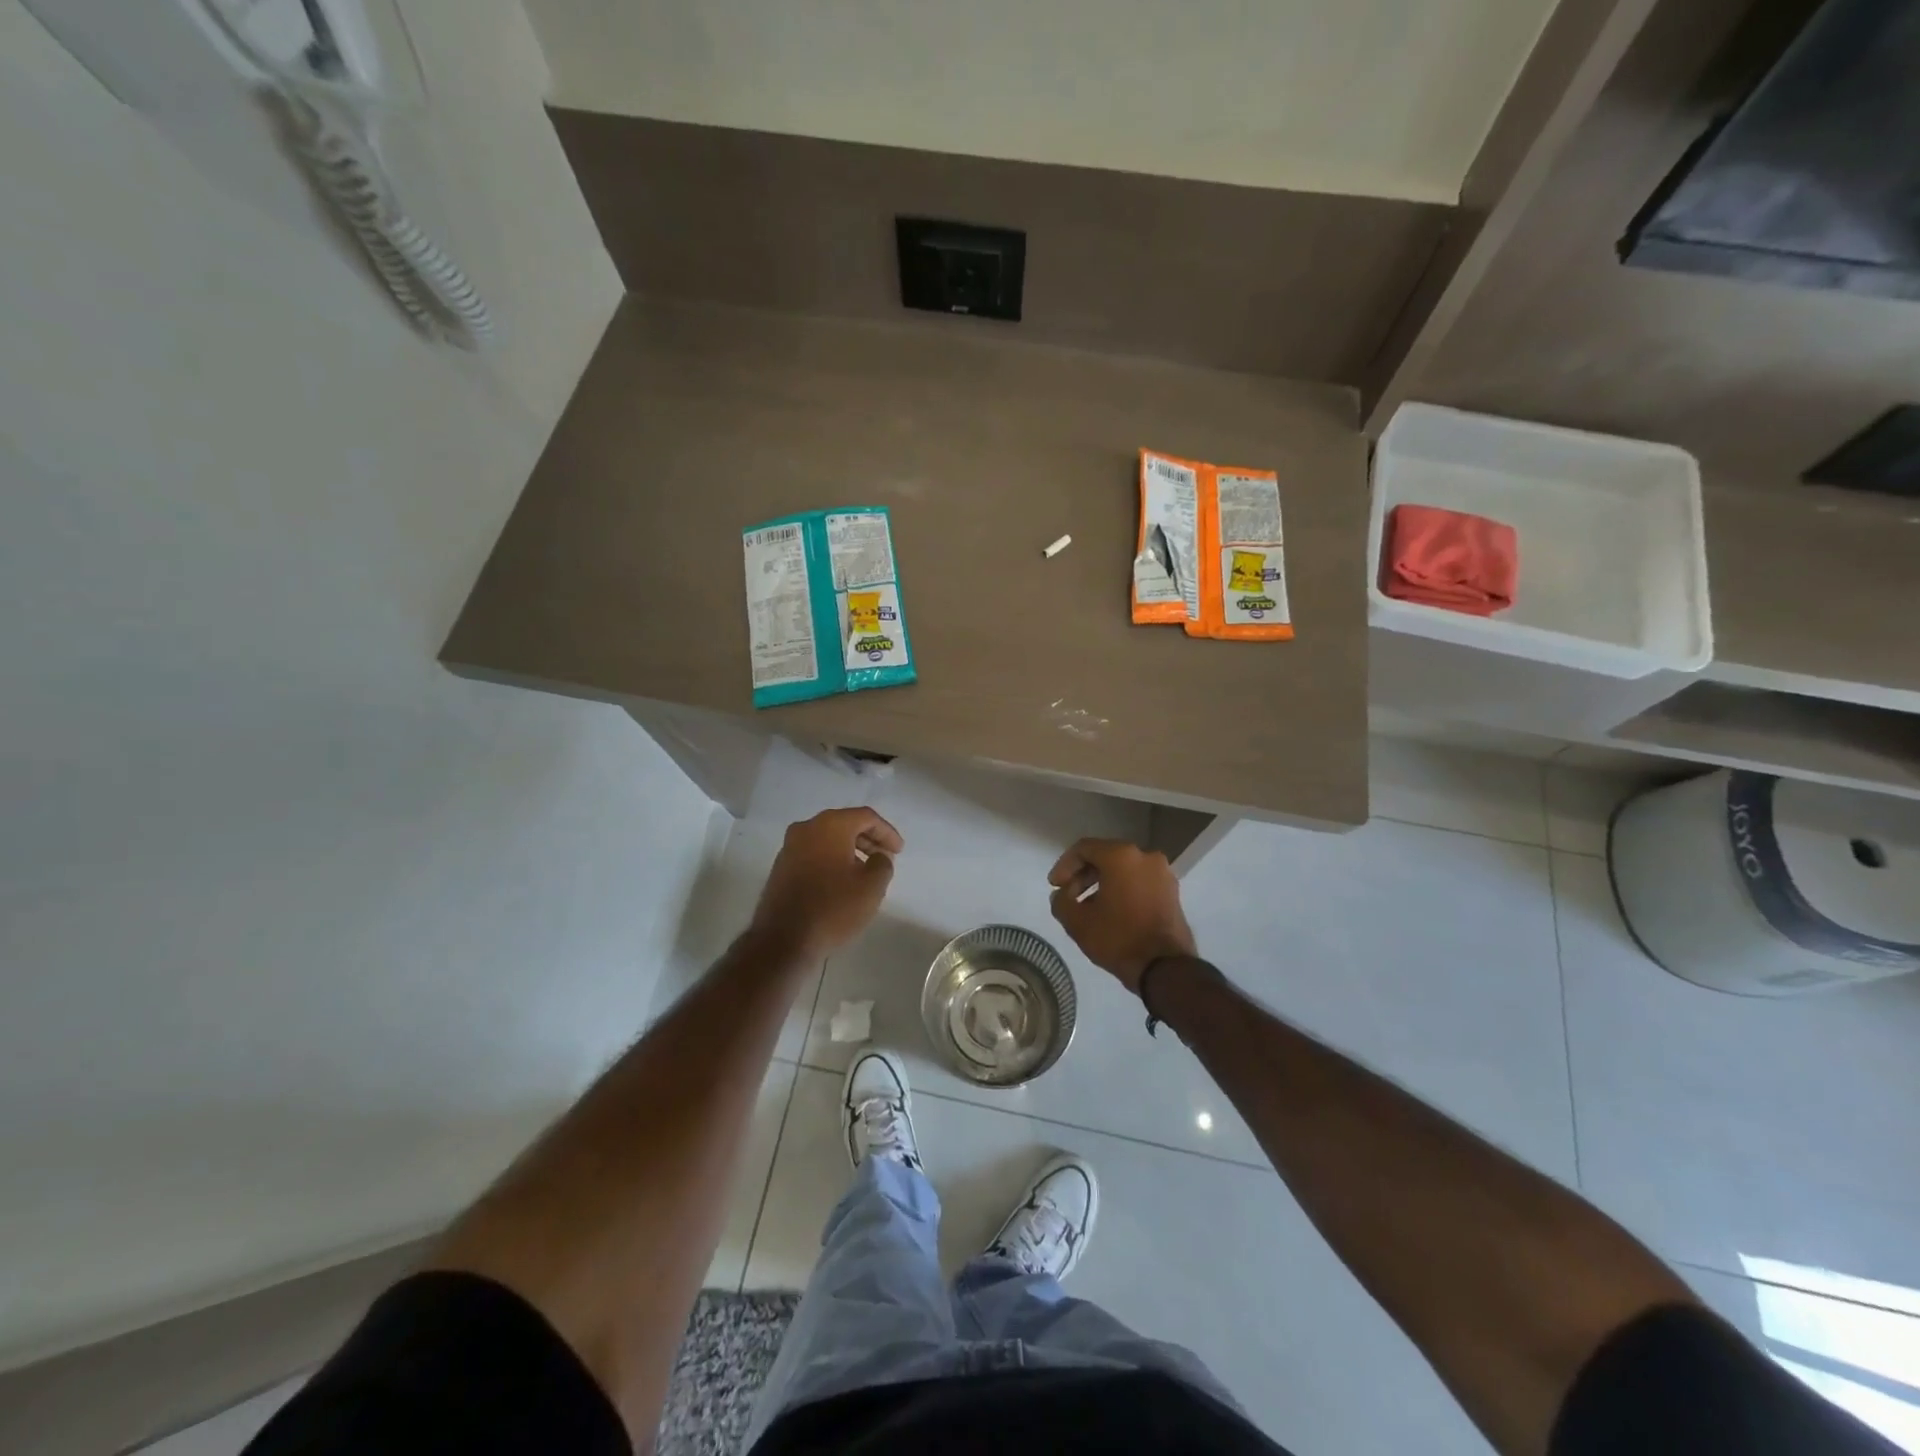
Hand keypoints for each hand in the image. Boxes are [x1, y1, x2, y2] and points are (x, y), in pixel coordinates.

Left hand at [751, 808, 903, 959]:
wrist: (783, 940)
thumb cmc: (833, 908)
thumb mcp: (872, 886)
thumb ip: (883, 863)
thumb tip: (878, 856)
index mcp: (829, 825)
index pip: (866, 817)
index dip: (886, 832)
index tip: (898, 851)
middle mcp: (806, 829)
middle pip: (844, 824)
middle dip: (868, 840)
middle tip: (884, 858)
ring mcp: (789, 848)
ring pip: (827, 840)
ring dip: (849, 851)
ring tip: (865, 872)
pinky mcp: (781, 868)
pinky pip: (813, 854)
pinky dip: (831, 861)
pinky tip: (841, 882)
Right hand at [1047, 838, 1196, 994]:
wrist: (1165, 968)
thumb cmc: (1118, 939)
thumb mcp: (1077, 922)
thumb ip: (1061, 901)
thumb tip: (1062, 894)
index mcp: (1121, 856)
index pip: (1084, 848)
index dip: (1064, 865)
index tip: (1055, 886)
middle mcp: (1145, 856)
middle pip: (1105, 856)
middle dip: (1083, 875)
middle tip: (1068, 896)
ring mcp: (1162, 873)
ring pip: (1123, 869)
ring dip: (1102, 883)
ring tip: (1088, 907)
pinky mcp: (1172, 891)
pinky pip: (1139, 881)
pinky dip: (1122, 889)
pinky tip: (1111, 911)